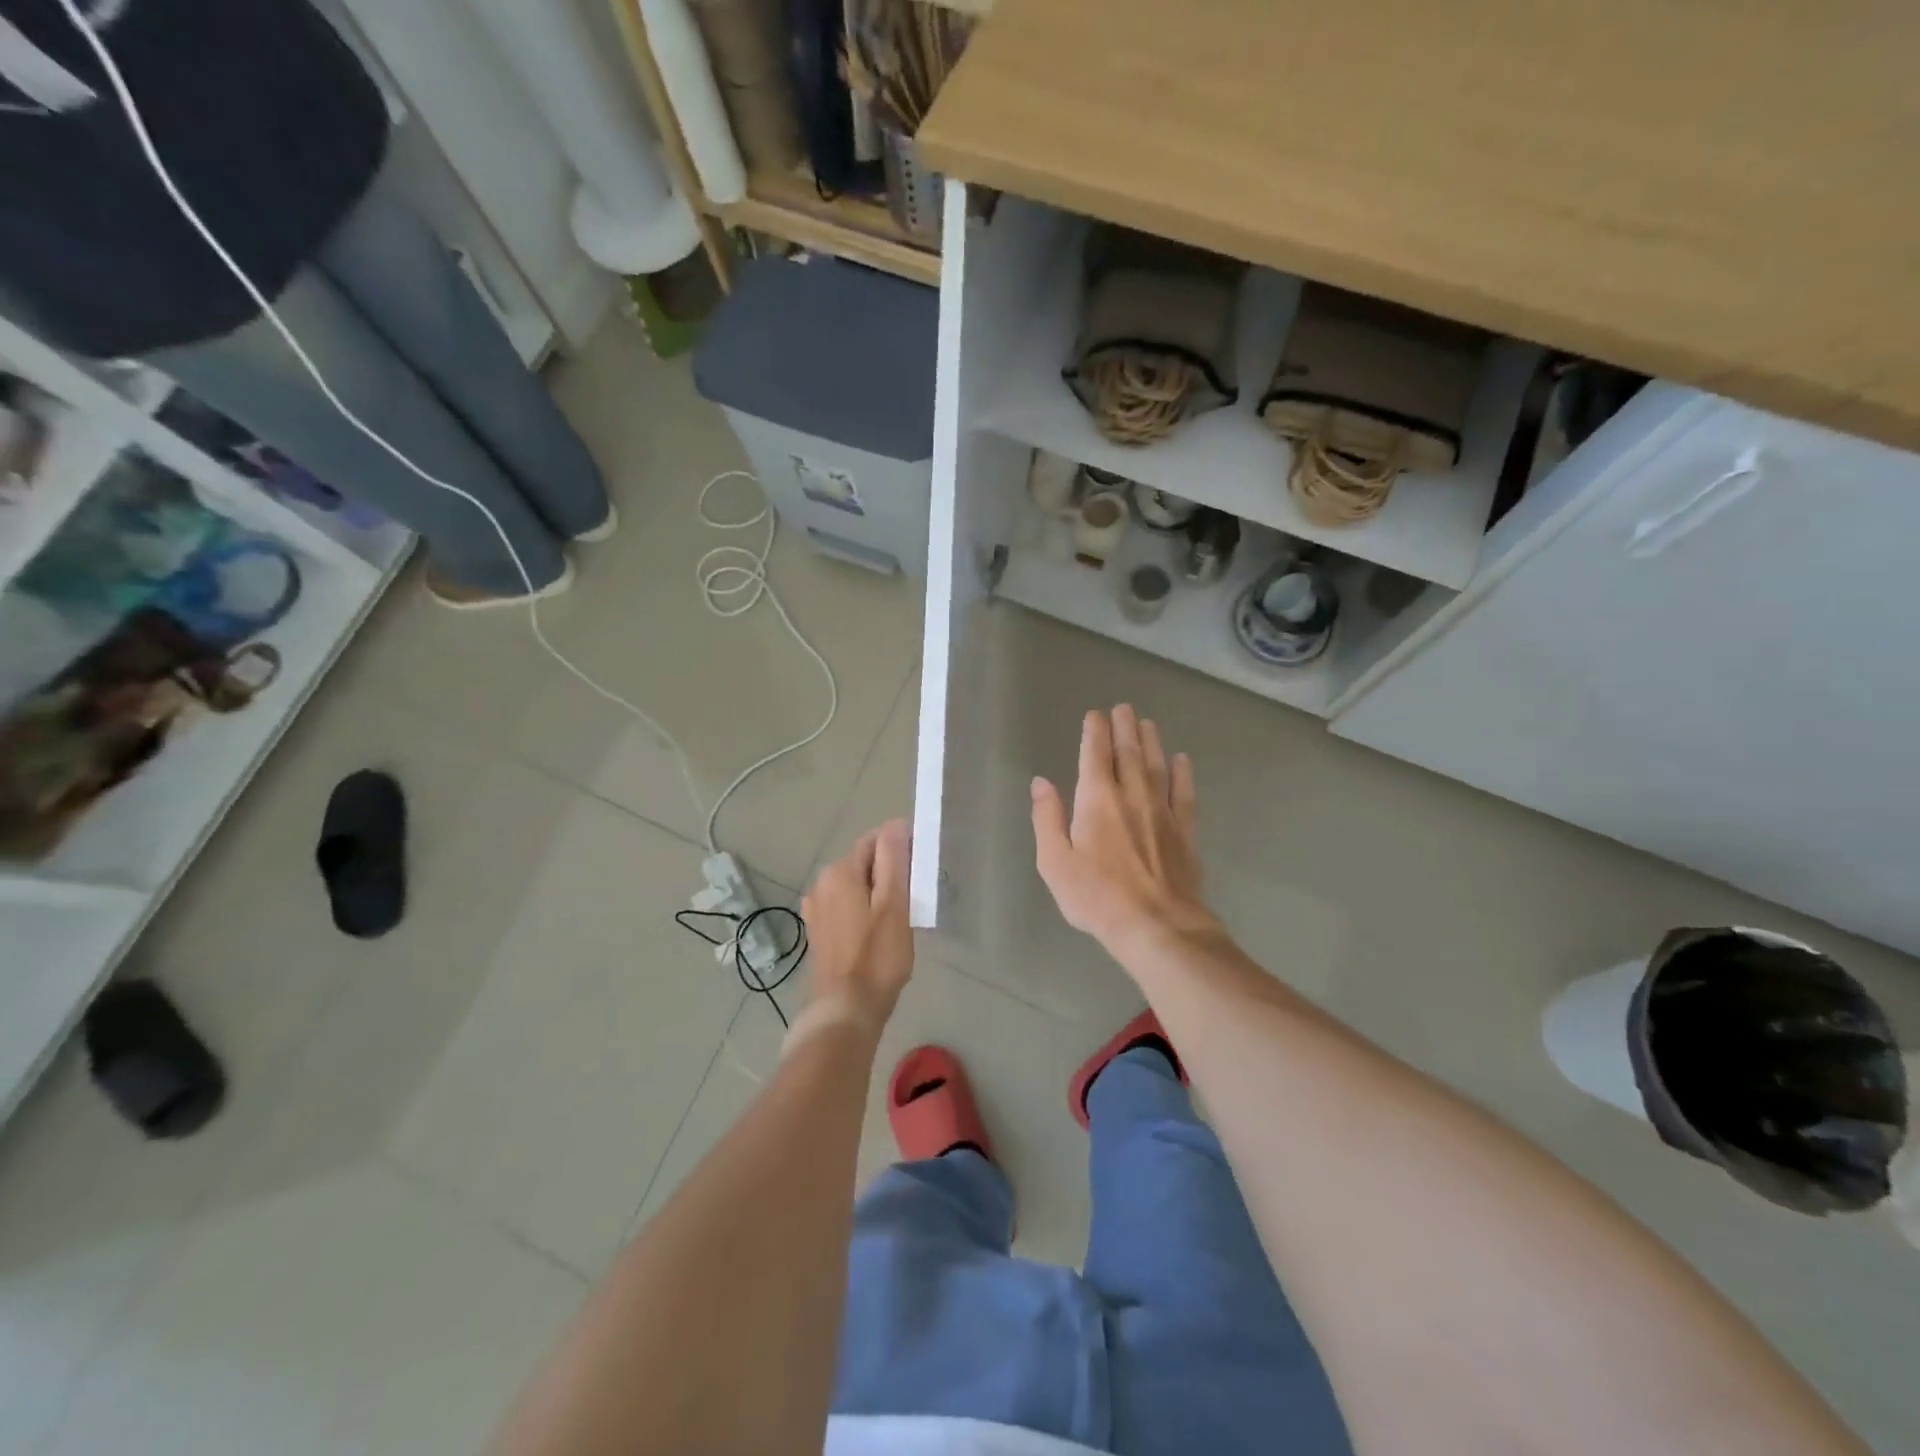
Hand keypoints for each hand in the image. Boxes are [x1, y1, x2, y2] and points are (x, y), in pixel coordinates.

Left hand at [801, 818, 913, 1034]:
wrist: (845, 1009)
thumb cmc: (877, 956)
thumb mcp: (894, 903)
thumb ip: (894, 859)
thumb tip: (896, 824)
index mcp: (840, 871)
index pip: (876, 840)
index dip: (902, 851)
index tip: (921, 874)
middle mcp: (821, 882)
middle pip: (864, 862)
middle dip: (889, 872)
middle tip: (914, 899)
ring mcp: (816, 908)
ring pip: (855, 885)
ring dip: (876, 893)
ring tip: (898, 918)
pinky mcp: (818, 930)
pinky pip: (846, 906)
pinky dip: (863, 910)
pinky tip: (876, 933)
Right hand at [1031, 706, 1214, 948]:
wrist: (1157, 926)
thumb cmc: (1097, 897)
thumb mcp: (1055, 863)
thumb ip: (1047, 819)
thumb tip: (1041, 782)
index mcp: (1097, 800)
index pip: (1095, 754)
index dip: (1095, 732)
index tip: (1095, 715)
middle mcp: (1132, 795)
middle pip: (1129, 752)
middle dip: (1124, 727)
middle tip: (1123, 708)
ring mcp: (1162, 811)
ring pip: (1157, 765)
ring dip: (1151, 741)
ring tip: (1148, 723)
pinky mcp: (1184, 831)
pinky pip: (1183, 793)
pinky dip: (1182, 774)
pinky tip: (1182, 760)